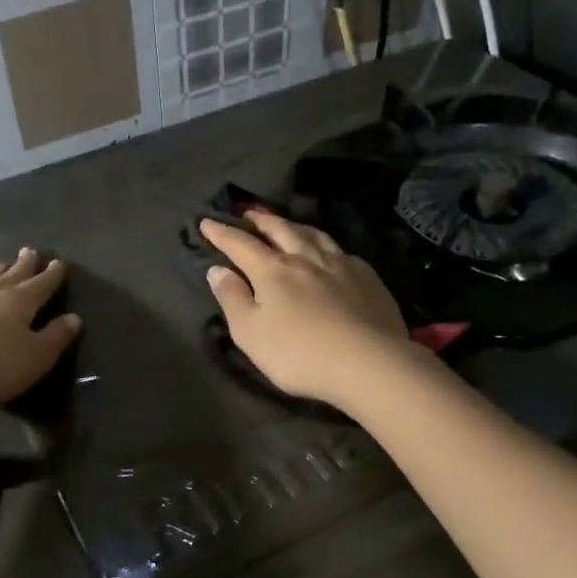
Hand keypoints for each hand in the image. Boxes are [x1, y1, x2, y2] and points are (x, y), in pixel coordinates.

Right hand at [200, 215, 413, 407]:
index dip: (222, 233)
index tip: (207, 222)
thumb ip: (232, 298)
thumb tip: (217, 269)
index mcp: (272, 270)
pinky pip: (341, 251)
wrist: (369, 363)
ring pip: (314, 234)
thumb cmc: (298, 354)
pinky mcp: (367, 277)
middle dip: (261, 220)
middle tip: (249, 214)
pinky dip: (326, 245)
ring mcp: (340, 264)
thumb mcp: (250, 333)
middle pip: (280, 230)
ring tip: (287, 225)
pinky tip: (329, 253)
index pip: (240, 244)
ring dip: (295, 226)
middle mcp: (305, 257)